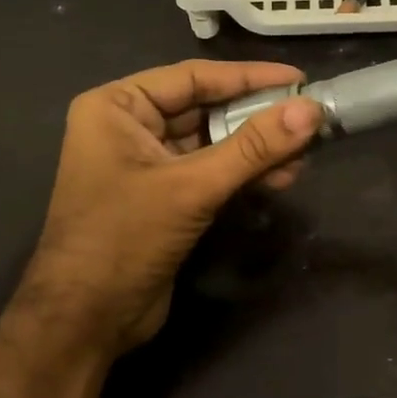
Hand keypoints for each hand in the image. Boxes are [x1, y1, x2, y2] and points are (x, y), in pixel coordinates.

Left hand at [24, 59, 321, 354]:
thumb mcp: (191, 187)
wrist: (85, 320)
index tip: (300, 80)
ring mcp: (147, 164)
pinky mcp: (164, 198)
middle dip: (257, 117)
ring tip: (305, 154)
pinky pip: (210, 172)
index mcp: (117, 107)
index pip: (193, 78)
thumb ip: (253, 148)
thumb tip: (311, 110)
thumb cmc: (124, 239)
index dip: (249, 77)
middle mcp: (129, 127)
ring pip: (212, 143)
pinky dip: (244, 174)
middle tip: (310, 119)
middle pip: (205, 109)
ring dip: (256, 149)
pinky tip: (281, 177)